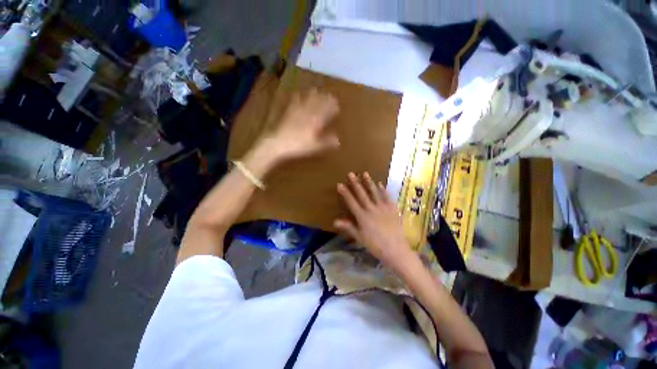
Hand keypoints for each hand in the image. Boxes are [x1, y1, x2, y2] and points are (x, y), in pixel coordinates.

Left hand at [270, 88, 339, 160]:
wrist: (278, 142)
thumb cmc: (299, 145)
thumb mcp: (315, 146)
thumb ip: (327, 142)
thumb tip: (338, 141)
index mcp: (316, 120)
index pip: (327, 110)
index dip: (332, 107)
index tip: (337, 105)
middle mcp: (308, 112)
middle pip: (318, 102)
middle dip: (325, 98)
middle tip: (330, 95)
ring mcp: (297, 110)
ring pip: (307, 98)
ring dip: (313, 94)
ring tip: (317, 90)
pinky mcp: (288, 111)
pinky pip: (294, 100)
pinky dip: (298, 95)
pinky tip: (298, 93)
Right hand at [334, 172, 415, 270]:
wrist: (396, 249)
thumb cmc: (375, 245)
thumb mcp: (360, 238)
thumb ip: (348, 227)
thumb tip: (334, 221)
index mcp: (362, 217)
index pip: (351, 202)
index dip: (345, 193)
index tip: (340, 184)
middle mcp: (371, 209)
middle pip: (362, 194)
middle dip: (355, 183)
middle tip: (351, 173)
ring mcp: (383, 208)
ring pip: (374, 192)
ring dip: (369, 182)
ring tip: (365, 173)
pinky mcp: (392, 208)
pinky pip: (387, 197)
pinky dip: (383, 190)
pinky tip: (380, 183)